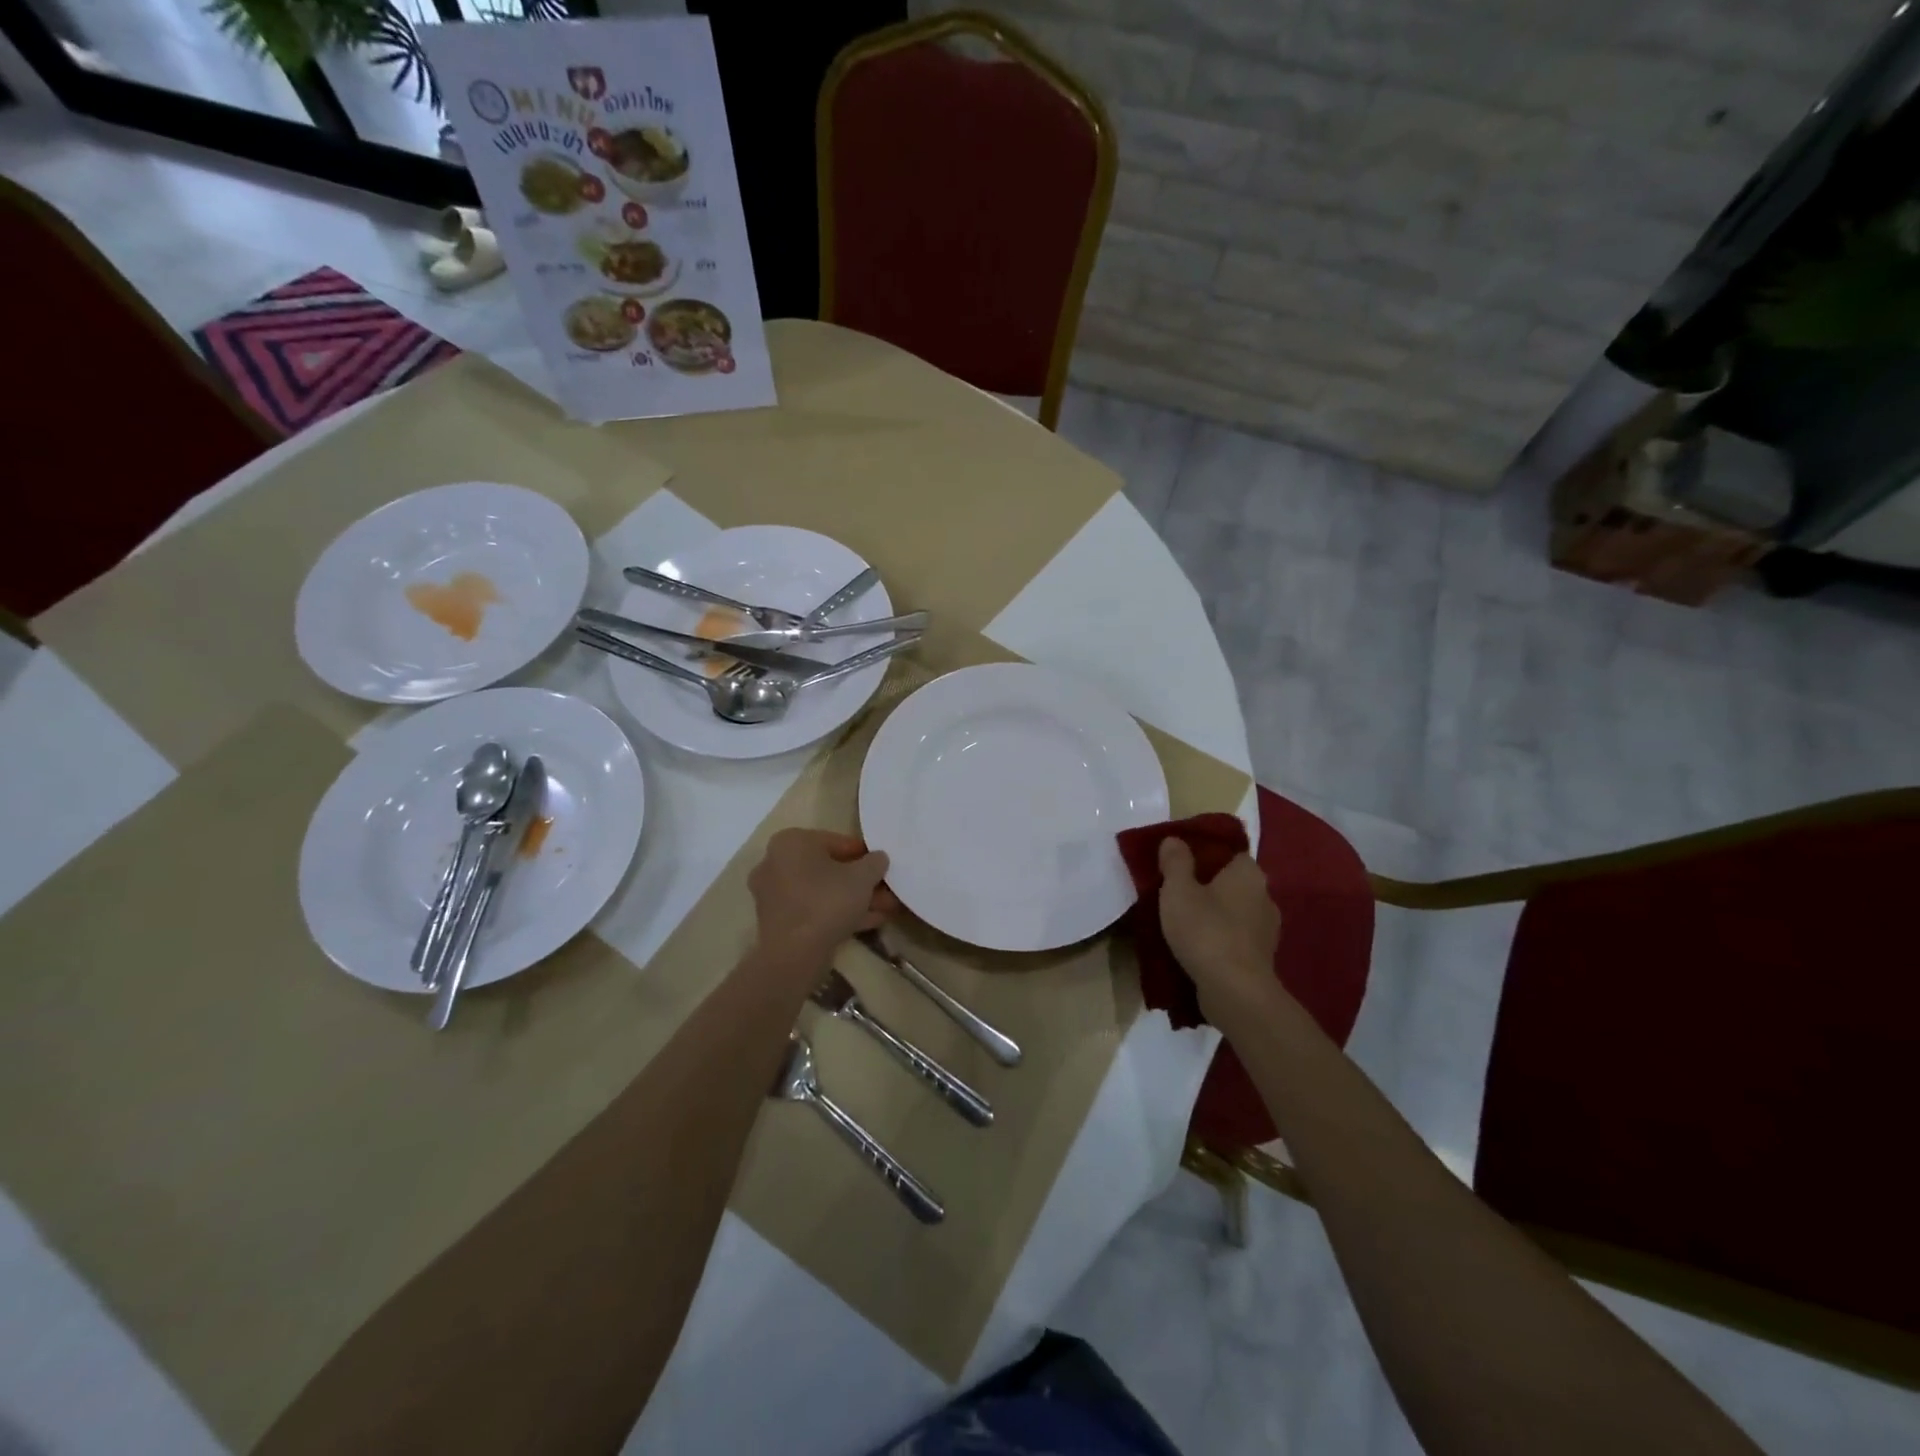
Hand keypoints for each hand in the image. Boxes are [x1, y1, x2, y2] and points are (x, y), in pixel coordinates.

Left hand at [748, 829, 894, 961]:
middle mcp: (776, 862)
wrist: (794, 954)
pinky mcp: (777, 921)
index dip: (865, 854)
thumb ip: (874, 862)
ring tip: (884, 909)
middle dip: (860, 881)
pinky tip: (868, 922)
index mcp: (791, 842)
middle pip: (828, 868)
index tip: (883, 866)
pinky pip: (813, 909)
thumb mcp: (863, 877)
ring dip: (853, 899)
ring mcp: (773, 894)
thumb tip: (878, 858)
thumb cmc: (828, 901)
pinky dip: (837, 913)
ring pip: (822, 891)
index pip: (836, 841)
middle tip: (886, 890)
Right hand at [1158, 840, 1280, 1015]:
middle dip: (1209, 887)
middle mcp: (1265, 897)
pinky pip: (1237, 939)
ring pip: (1235, 913)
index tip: (1181, 865)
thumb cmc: (1206, 930)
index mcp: (1249, 874)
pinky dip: (1220, 940)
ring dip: (1215, 916)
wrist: (1235, 992)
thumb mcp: (1178, 890)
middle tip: (1178, 893)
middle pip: (1233, 883)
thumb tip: (1174, 840)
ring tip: (1185, 923)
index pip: (1231, 853)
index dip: (1206, 855)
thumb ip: (1175, 862)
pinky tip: (1198, 948)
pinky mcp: (1262, 959)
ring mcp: (1267, 931)